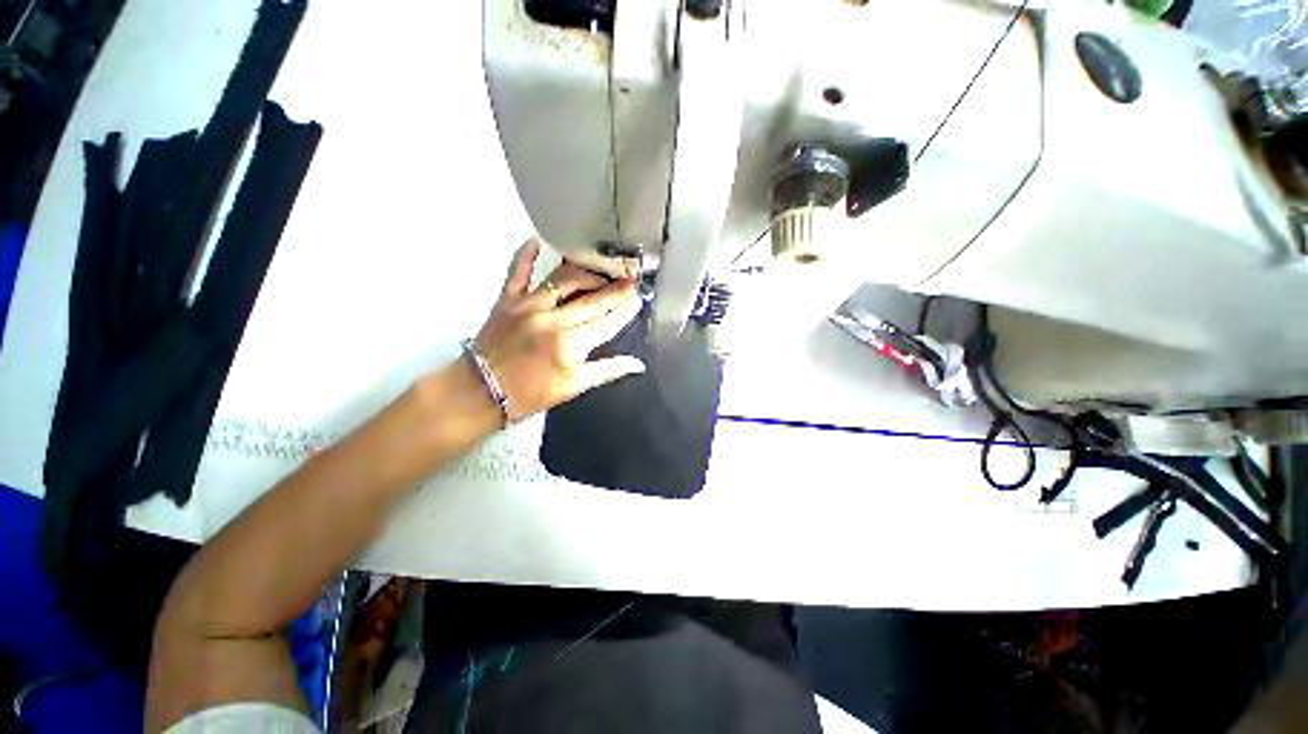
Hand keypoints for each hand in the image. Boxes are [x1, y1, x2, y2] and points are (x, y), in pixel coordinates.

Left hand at [473, 238, 645, 421]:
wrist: (480, 392)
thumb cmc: (530, 394)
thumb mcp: (573, 387)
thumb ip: (607, 371)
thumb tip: (637, 364)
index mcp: (570, 345)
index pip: (608, 322)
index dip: (626, 310)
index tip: (639, 299)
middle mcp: (552, 319)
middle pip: (593, 299)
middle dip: (616, 289)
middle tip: (632, 279)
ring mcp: (528, 305)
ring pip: (564, 278)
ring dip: (587, 271)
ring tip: (602, 270)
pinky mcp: (507, 298)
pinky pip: (518, 269)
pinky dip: (527, 252)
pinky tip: (539, 239)